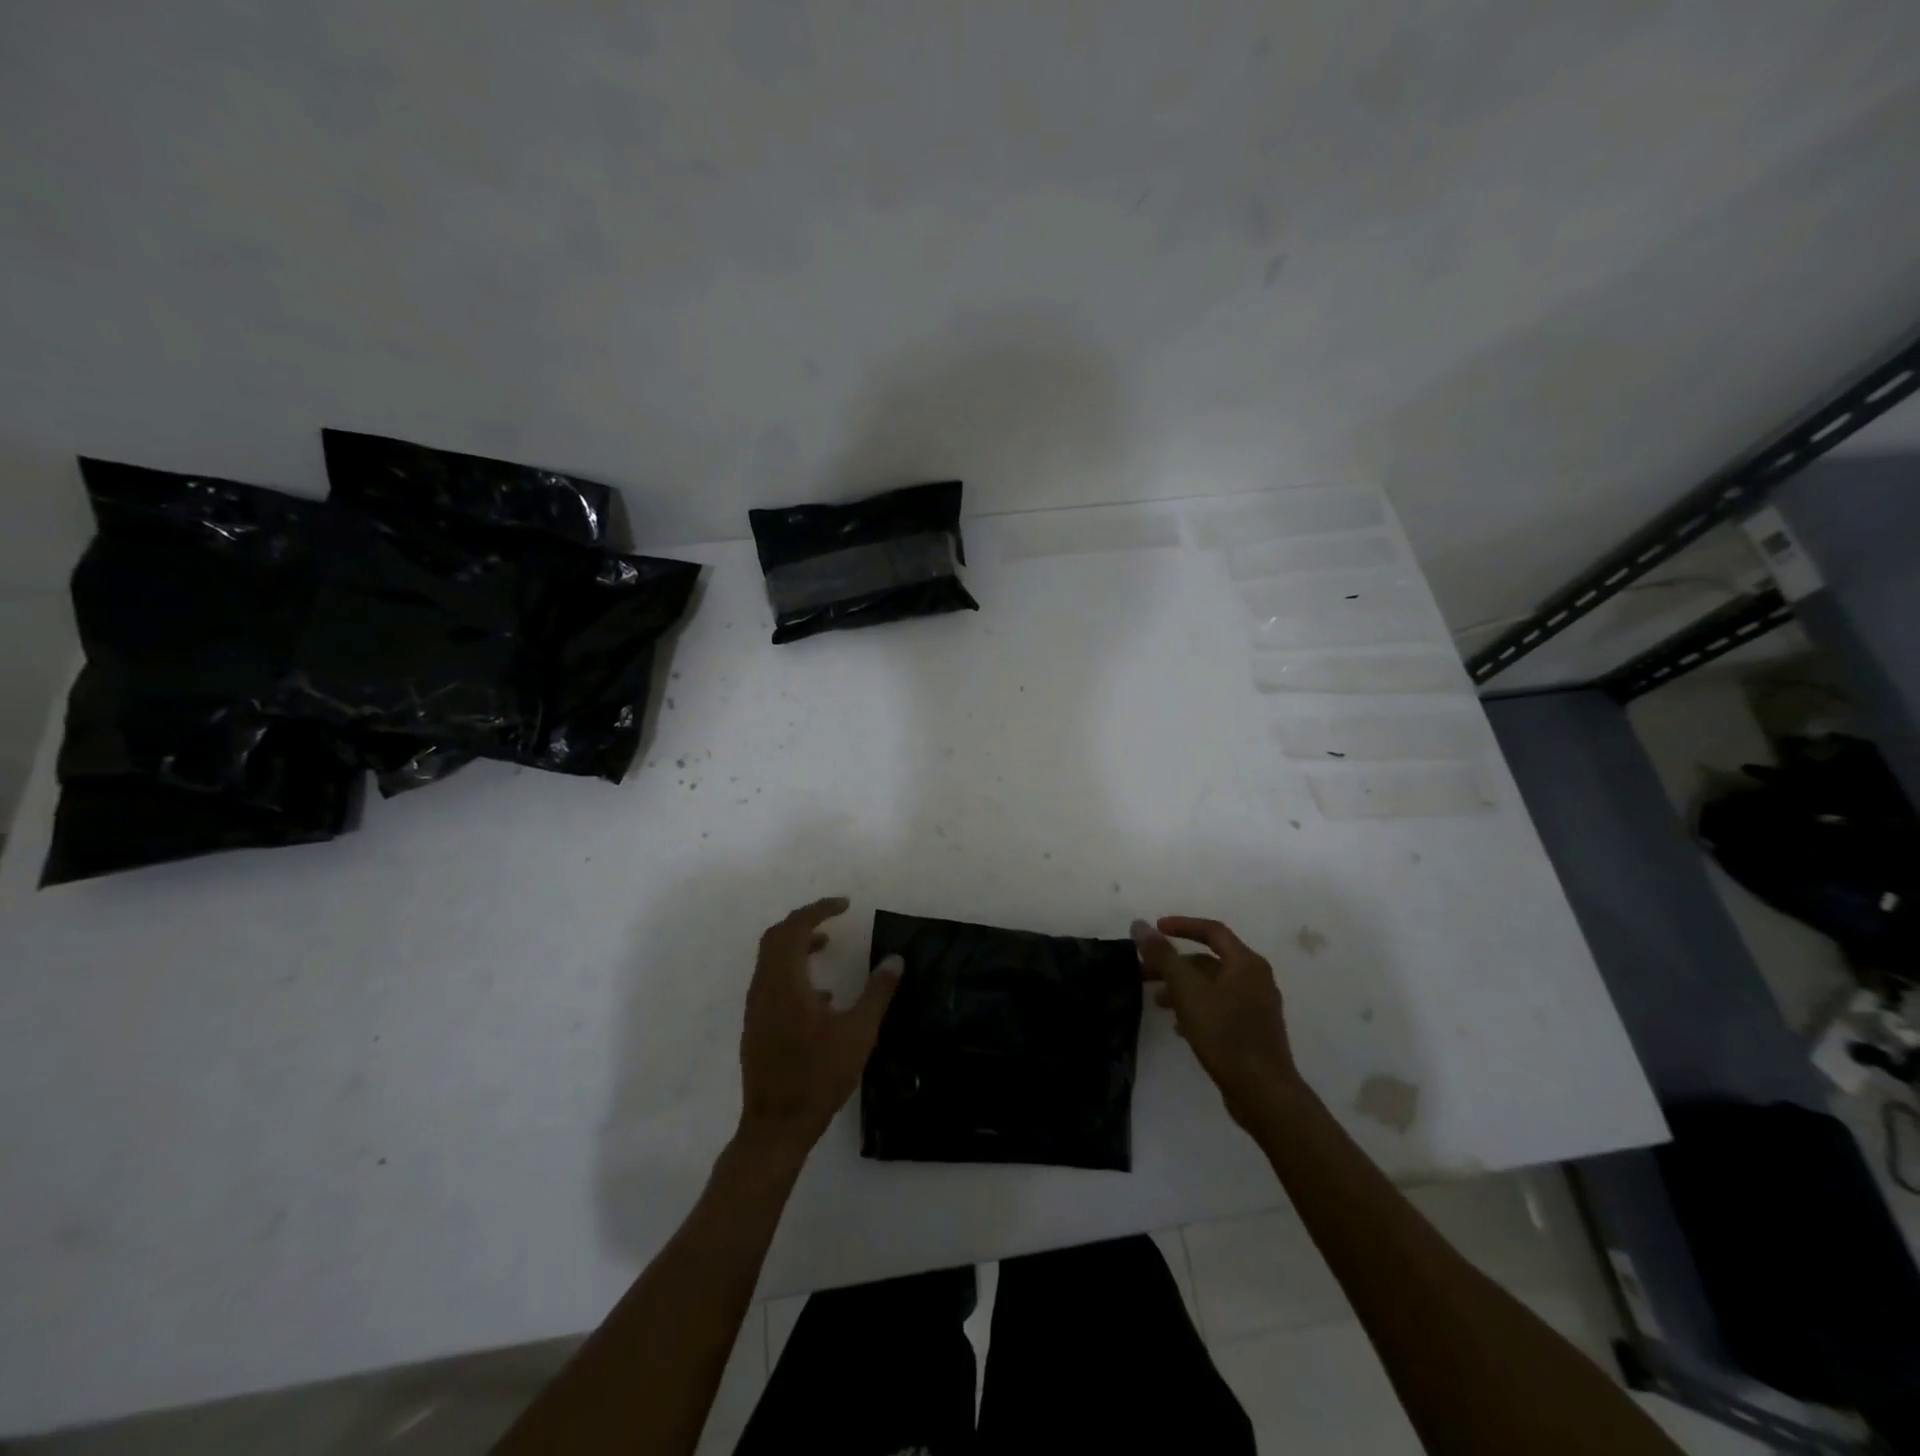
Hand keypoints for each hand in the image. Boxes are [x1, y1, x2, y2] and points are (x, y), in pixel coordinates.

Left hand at [738, 897, 902, 1156]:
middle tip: (833, 918)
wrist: (776, 1126)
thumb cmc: (819, 1076)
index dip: (819, 910)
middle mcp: (764, 988)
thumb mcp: (858, 1032)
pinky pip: (771, 981)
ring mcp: (756, 1008)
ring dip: (797, 945)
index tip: (845, 905)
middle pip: (777, 937)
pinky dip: (792, 970)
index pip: (796, 928)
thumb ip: (877, 992)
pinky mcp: (756, 1026)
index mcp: (785, 982)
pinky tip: (820, 994)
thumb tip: (895, 960)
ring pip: (770, 960)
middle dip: (804, 921)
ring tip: (828, 946)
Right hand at [1133, 916, 1301, 1126]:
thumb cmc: (1225, 1034)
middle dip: (1174, 964)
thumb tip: (1140, 925)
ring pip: (1212, 985)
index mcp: (1246, 963)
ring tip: (1157, 1003)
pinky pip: (1219, 1007)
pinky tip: (1179, 1027)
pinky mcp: (1253, 1031)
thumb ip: (1163, 956)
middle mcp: (1256, 979)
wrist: (1263, 1093)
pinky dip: (1196, 1008)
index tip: (1154, 929)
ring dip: (1182, 988)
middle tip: (1144, 972)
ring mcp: (1257, 1007)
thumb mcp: (1187, 991)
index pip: (1212, 930)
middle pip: (1208, 960)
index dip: (1181, 925)